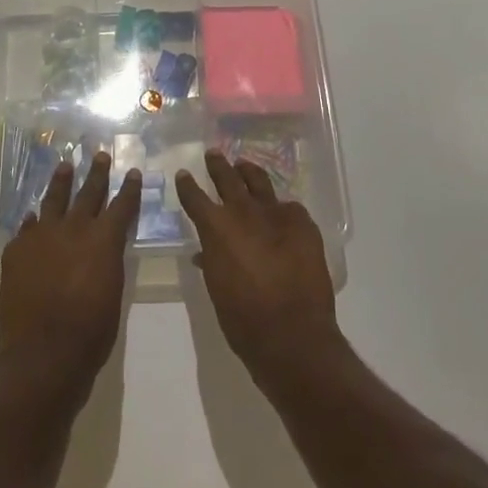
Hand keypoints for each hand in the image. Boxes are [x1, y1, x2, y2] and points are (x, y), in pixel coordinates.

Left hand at [0, 152, 141, 404]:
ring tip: (64, 165)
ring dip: (60, 182)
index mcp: (103, 240)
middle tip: (99, 154)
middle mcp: (72, 229)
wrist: (44, 352)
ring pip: (52, 201)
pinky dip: (33, 221)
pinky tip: (33, 215)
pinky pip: (27, 228)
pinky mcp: (16, 251)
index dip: (129, 189)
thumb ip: (108, 261)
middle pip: (87, 193)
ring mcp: (40, 237)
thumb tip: (103, 247)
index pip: (121, 205)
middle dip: (96, 173)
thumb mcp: (112, 291)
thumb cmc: (91, 330)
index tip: (133, 172)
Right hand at [176, 150, 339, 385]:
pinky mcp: (303, 225)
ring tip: (244, 165)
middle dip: (218, 166)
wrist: (291, 333)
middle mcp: (243, 213)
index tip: (184, 174)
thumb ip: (212, 261)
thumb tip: (207, 253)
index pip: (195, 196)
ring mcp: (276, 215)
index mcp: (216, 228)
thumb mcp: (217, 288)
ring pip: (259, 182)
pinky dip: (281, 208)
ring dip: (249, 172)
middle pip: (227, 178)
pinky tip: (281, 211)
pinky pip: (289, 208)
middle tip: (214, 154)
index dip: (187, 185)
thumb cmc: (243, 318)